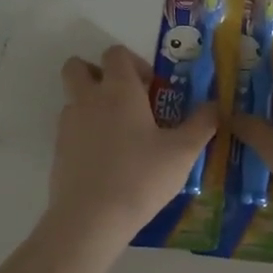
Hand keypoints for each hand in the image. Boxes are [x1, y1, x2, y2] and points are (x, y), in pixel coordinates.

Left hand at [48, 46, 216, 244]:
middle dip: (98, 73)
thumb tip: (215, 106)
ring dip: (92, 104)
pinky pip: (70, 128)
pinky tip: (107, 160)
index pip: (115, 53)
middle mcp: (88, 99)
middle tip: (124, 99)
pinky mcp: (57, 150)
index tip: (151, 88)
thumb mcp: (183, 152)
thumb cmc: (141, 177)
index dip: (133, 62)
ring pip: (73, 98)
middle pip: (78, 66)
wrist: (90, 219)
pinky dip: (85, 133)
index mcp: (118, 90)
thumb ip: (201, 124)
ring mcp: (68, 124)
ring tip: (120, 134)